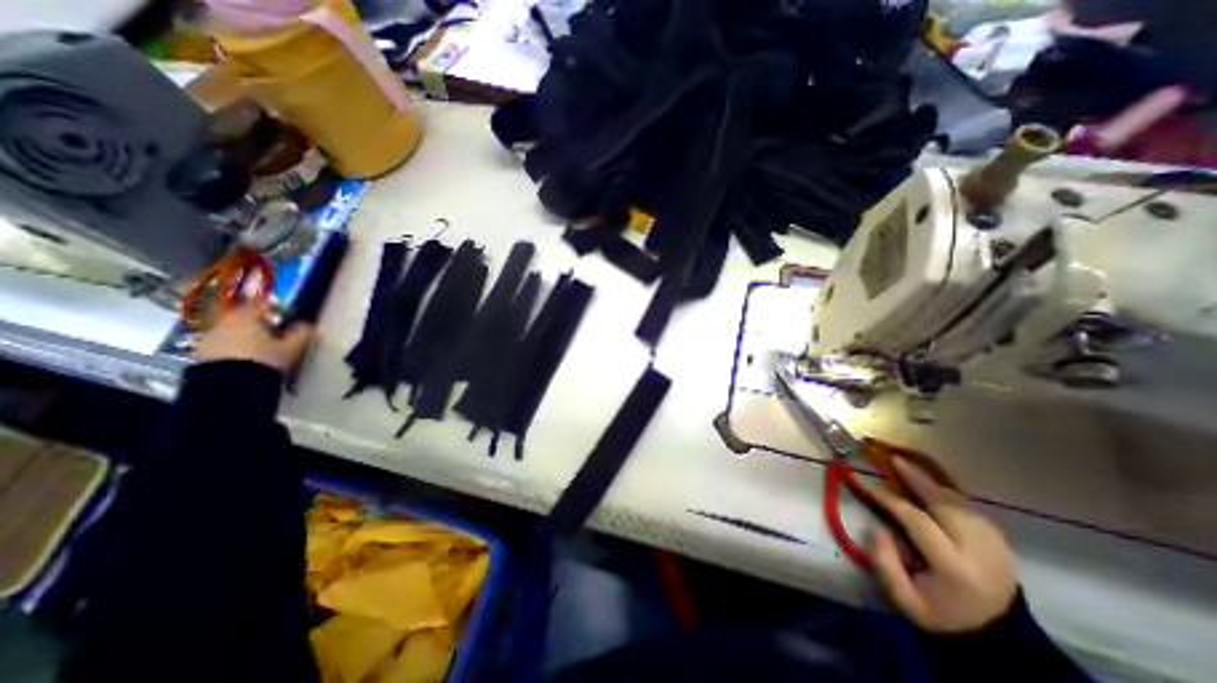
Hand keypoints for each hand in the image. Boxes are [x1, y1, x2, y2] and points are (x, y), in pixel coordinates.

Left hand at [201, 300, 310, 370]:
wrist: (230, 386)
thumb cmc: (265, 359)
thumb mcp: (292, 347)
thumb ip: (301, 333)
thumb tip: (310, 324)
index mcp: (247, 316)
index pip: (261, 304)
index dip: (275, 307)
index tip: (286, 313)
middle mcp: (225, 322)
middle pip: (244, 316)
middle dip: (259, 323)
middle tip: (276, 332)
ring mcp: (210, 338)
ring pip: (233, 330)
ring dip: (246, 335)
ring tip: (262, 347)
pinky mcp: (202, 354)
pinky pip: (223, 344)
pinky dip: (235, 346)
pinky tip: (248, 357)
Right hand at [865, 459, 1018, 634]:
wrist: (998, 641)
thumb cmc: (941, 616)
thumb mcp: (903, 599)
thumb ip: (883, 561)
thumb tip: (877, 526)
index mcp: (954, 567)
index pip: (914, 519)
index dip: (884, 496)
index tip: (858, 479)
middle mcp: (979, 551)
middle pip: (943, 503)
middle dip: (915, 478)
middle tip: (893, 458)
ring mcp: (996, 545)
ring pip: (959, 502)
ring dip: (931, 482)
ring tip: (908, 467)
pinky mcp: (1002, 542)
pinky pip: (969, 508)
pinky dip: (947, 493)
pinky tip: (931, 487)